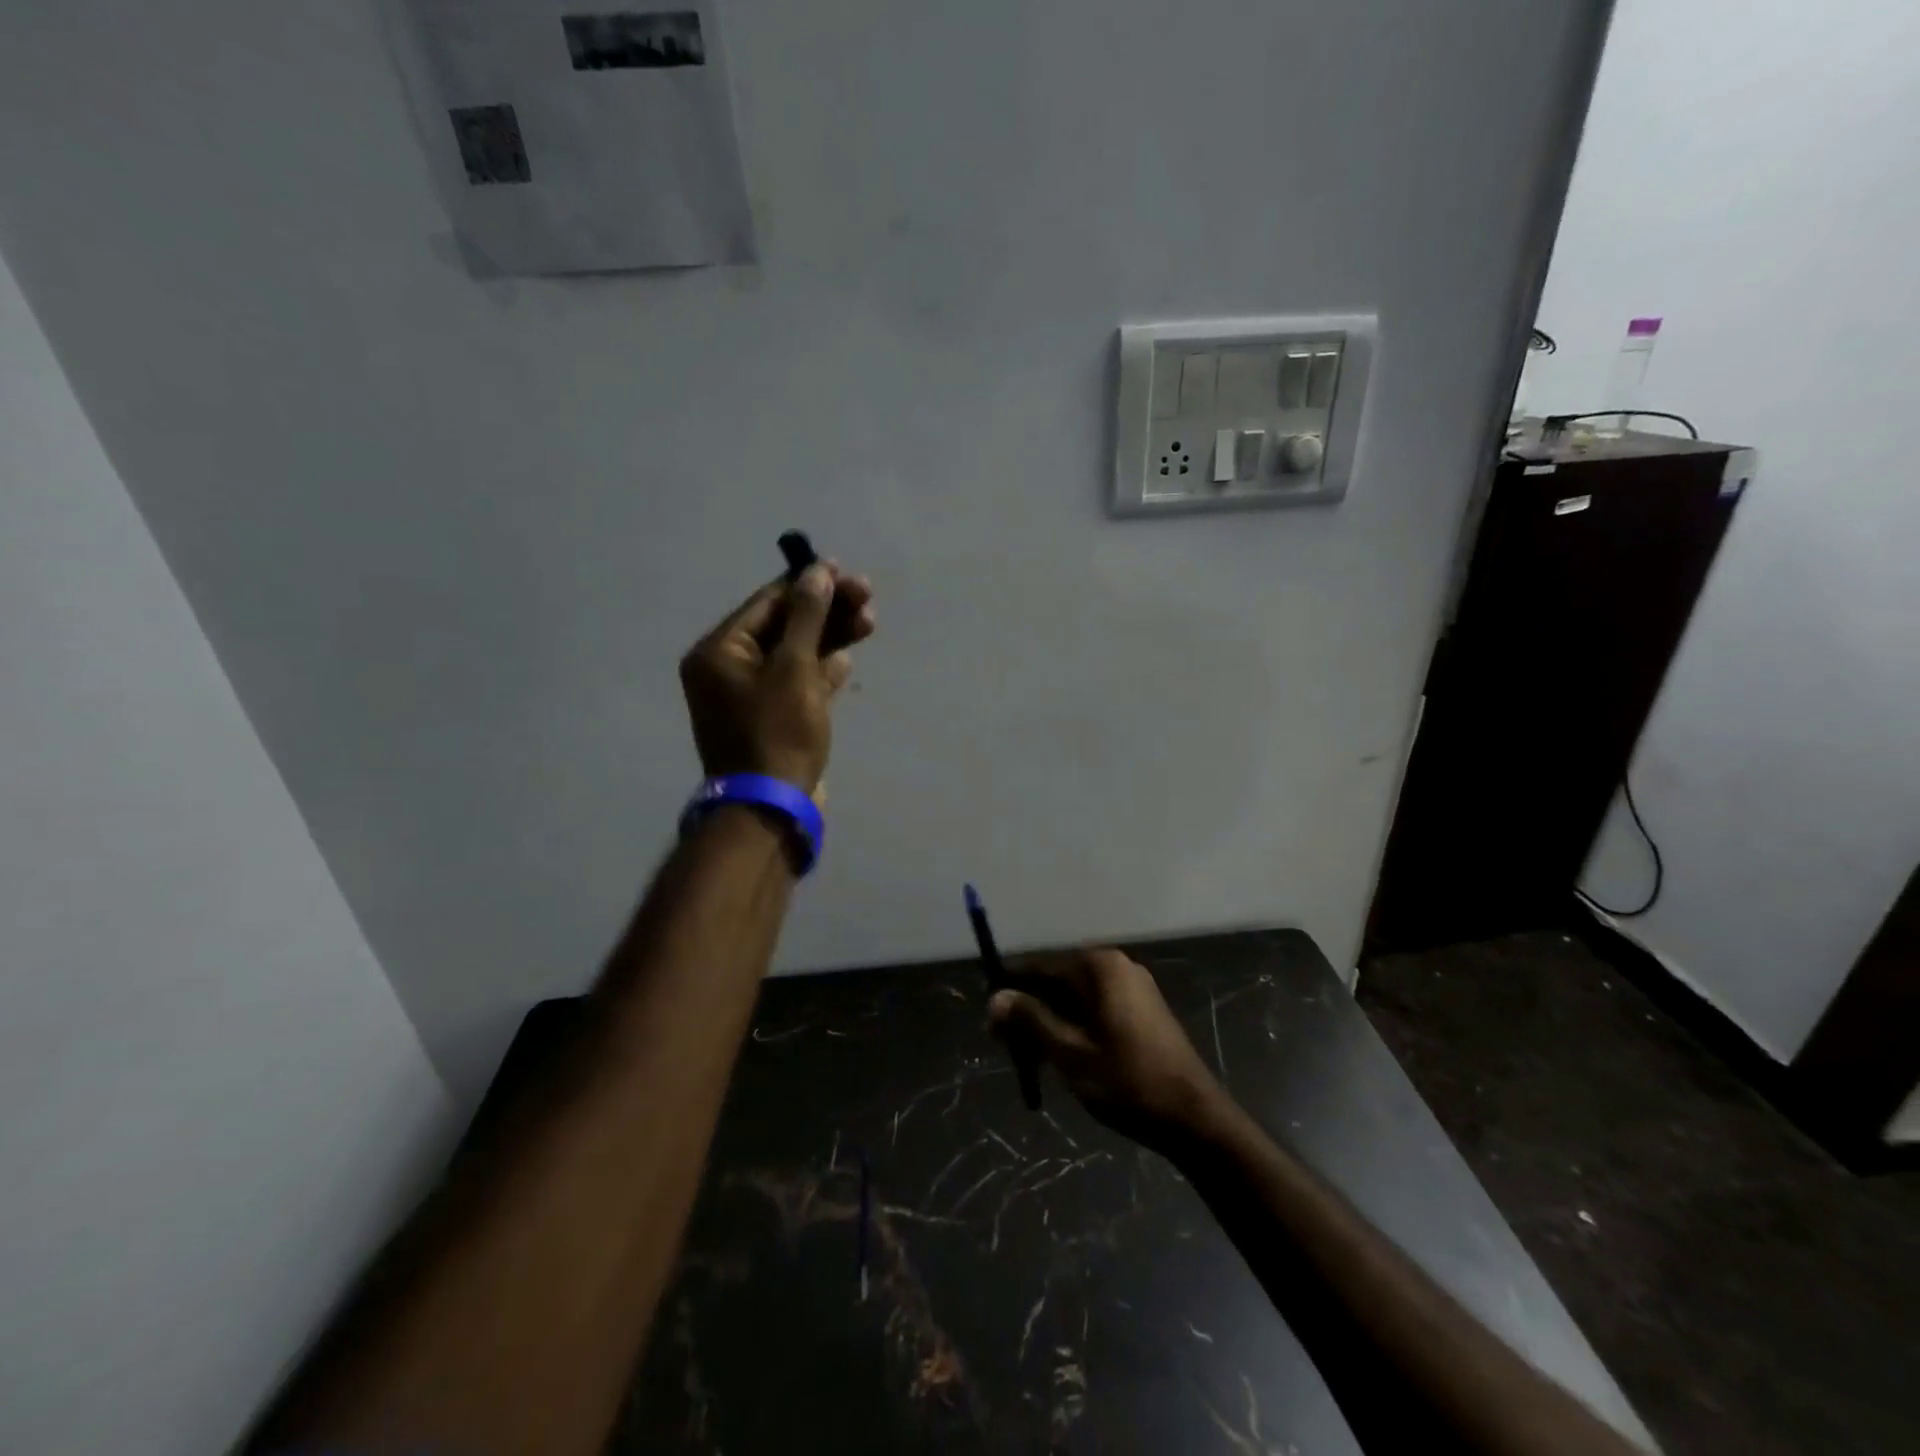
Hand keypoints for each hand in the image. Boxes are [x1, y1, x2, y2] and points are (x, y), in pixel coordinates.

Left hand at [679, 563, 875, 794]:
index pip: (768, 603)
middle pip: (784, 626)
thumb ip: (807, 618)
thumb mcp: (794, 668)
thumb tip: (816, 573)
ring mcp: (752, 696)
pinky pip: (798, 683)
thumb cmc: (778, 733)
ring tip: (869, 623)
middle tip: (867, 598)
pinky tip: (847, 660)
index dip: (808, 584)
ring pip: (795, 654)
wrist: (773, 808)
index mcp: (719, 651)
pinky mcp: (774, 718)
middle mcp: (729, 669)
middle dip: (826, 611)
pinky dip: (822, 671)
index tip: (845, 572)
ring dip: (830, 638)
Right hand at [988, 948, 1222, 1152]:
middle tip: (1005, 1046)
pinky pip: (1095, 1008)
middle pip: (1057, 980)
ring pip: (1075, 997)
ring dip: (1049, 1022)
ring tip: (1030, 1058)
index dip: (1010, 990)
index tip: (988, 1019)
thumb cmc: (1127, 1081)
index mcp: (1098, 967)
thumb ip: (1030, 1020)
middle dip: (1029, 1009)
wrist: (1194, 1118)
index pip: (1039, 966)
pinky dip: (1074, 1026)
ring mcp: (1133, 987)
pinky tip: (1061, 1056)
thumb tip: (995, 998)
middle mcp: (1116, 966)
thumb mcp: (1069, 1053)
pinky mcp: (1143, 1009)